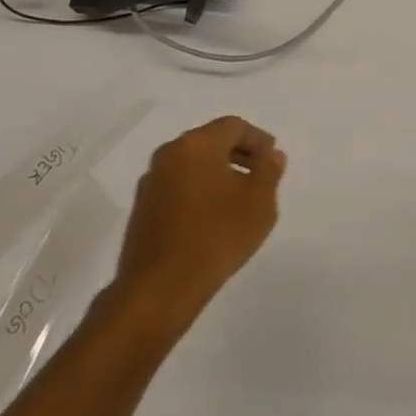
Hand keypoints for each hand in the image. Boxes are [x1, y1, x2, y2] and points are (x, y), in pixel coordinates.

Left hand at [114, 116, 285, 313]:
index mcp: (197, 144)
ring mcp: (151, 182)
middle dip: (238, 154)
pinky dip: (198, 192)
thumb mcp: (259, 202)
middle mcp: (169, 154)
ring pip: (192, 165)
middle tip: (259, 176)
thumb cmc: (217, 236)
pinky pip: (178, 186)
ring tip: (238, 201)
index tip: (273, 160)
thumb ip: (269, 170)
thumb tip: (271, 155)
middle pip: (210, 141)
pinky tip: (212, 219)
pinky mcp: (142, 209)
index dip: (258, 140)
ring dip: (217, 174)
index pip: (234, 127)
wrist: (159, 289)